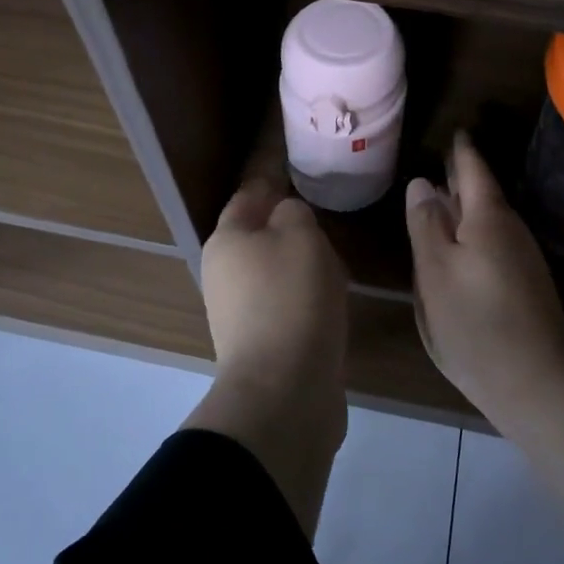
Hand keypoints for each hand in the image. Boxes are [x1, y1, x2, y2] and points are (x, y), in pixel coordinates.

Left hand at [201, 177, 348, 404]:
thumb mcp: (300, 234)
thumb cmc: (291, 297)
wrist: (285, 390)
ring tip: (339, 261)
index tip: (300, 172)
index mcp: (226, 240)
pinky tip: (334, 301)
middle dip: (292, 227)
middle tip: (328, 220)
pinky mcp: (263, 344)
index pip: (248, 196)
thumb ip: (293, 212)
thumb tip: (287, 216)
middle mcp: (224, 274)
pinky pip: (288, 305)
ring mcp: (240, 312)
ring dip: (304, 265)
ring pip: (277, 272)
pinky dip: (309, 298)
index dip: (273, 181)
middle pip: (260, 236)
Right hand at [406, 131, 563, 419]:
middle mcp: (511, 230)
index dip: (460, 151)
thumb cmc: (475, 324)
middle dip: (463, 177)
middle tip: (442, 161)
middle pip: (484, 193)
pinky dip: (476, 233)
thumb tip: (422, 183)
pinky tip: (462, 247)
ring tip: (444, 200)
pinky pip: (495, 243)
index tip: (454, 131)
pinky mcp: (527, 285)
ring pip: (490, 220)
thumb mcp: (436, 272)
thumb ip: (426, 224)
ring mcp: (524, 259)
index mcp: (488, 218)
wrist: (538, 385)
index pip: (473, 169)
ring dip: (468, 207)